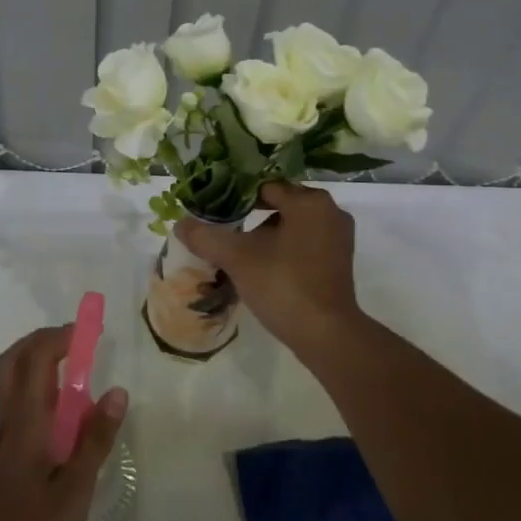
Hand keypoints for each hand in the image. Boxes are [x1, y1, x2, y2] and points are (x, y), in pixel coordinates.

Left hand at [0, 325, 127, 520]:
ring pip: (14, 385)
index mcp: (26, 423)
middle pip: (14, 362)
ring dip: (41, 366)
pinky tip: (66, 425)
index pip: (36, 359)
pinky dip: (41, 397)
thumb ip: (94, 441)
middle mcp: (9, 423)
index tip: (91, 331)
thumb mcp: (72, 493)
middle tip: (77, 344)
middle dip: (43, 341)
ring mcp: (2, 443)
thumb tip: (117, 391)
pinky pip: (20, 410)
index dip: (60, 336)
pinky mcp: (2, 463)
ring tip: (80, 380)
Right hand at [174, 181, 363, 356]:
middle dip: (250, 216)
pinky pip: (305, 242)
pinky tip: (262, 266)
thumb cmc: (283, 284)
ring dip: (266, 234)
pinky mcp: (340, 261)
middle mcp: (330, 211)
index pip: (264, 186)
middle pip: (280, 204)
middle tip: (223, 228)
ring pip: (292, 225)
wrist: (325, 334)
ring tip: (239, 250)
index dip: (236, 197)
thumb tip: (180, 224)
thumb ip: (206, 237)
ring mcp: (339, 237)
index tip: (215, 210)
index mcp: (309, 201)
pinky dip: (284, 248)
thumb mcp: (237, 258)